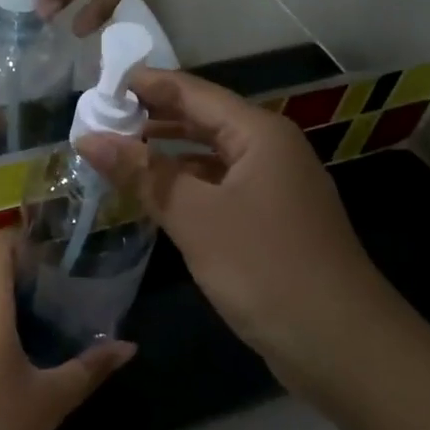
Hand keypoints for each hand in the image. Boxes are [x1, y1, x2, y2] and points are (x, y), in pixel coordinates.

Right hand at [77, 70, 388, 362]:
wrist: (341, 345)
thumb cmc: (266, 267)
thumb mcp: (196, 217)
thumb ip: (143, 174)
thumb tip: (88, 139)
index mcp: (259, 133)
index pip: (192, 92)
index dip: (145, 85)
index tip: (97, 86)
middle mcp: (270, 150)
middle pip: (202, 120)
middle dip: (152, 118)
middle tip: (99, 119)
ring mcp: (273, 188)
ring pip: (209, 157)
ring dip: (166, 155)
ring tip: (116, 153)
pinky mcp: (270, 222)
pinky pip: (218, 189)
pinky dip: (185, 187)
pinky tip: (153, 196)